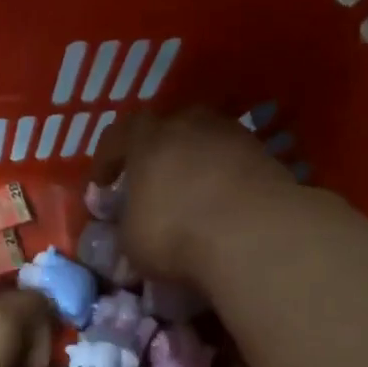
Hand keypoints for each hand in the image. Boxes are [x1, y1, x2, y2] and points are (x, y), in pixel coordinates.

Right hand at [90, 110, 292, 281]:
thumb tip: (127, 225)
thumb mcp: (131, 242)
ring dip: (194, 163)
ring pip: (204, 142)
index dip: (106, 161)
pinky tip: (222, 205)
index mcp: (147, 138)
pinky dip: (224, 178)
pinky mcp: (266, 155)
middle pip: (166, 129)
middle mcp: (189, 123)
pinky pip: (234, 162)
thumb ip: (124, 225)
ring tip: (190, 194)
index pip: (117, 136)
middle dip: (155, 154)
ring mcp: (232, 135)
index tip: (101, 187)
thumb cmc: (175, 234)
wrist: (254, 236)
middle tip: (150, 182)